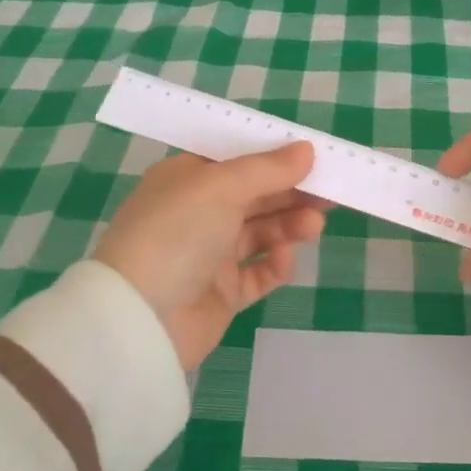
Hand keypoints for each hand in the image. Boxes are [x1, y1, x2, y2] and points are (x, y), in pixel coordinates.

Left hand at [95, 143, 326, 370]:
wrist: (140, 320)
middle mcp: (198, 213)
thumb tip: (307, 149)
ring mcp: (210, 254)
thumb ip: (267, 168)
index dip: (275, 156)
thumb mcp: (220, 187)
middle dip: (292, 191)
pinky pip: (258, 273)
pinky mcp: (222, 292)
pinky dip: (275, 263)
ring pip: (261, 232)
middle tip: (331, 191)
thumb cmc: (176, 233)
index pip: (237, 160)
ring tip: (314, 225)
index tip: (313, 156)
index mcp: (187, 179)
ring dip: (289, 225)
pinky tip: (284, 257)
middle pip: (255, 195)